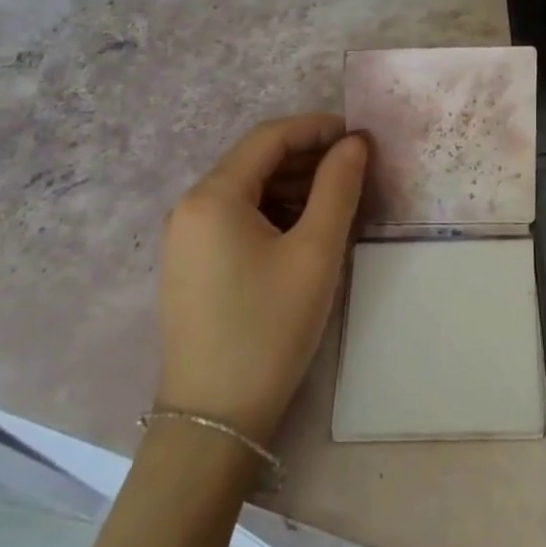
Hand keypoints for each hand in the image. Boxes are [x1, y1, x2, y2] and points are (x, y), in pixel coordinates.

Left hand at [156, 113, 367, 441]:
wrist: (214, 419)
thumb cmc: (269, 328)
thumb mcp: (315, 252)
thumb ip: (338, 188)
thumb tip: (355, 143)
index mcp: (212, 196)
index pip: (269, 137)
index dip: (317, 127)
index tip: (360, 135)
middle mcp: (189, 207)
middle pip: (255, 161)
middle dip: (308, 157)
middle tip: (357, 168)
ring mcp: (185, 238)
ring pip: (247, 190)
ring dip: (294, 185)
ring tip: (340, 198)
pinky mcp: (191, 265)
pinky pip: (236, 219)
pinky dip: (274, 212)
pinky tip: (306, 229)